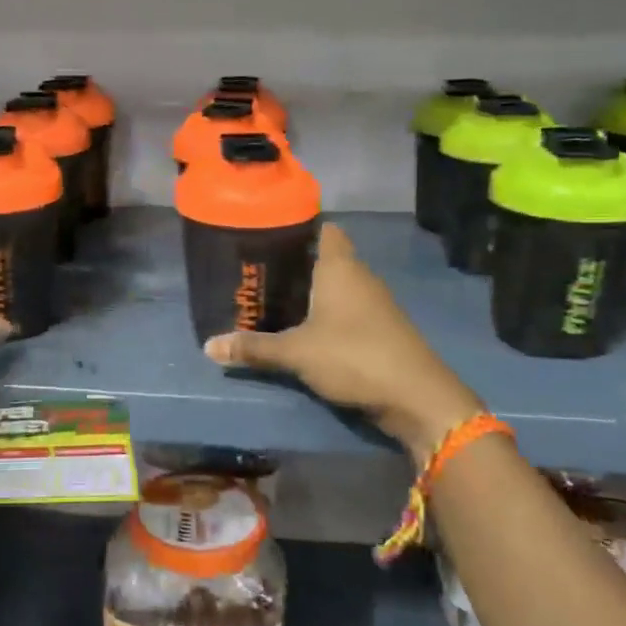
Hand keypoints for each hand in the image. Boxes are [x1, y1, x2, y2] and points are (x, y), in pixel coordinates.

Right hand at [204, 224, 481, 460]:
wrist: (416, 397)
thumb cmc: (354, 356)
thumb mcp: (297, 353)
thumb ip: (254, 348)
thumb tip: (208, 347)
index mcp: (340, 267)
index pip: (324, 229)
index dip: (299, 227)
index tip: (268, 234)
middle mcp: (359, 277)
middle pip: (326, 258)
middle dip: (295, 264)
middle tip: (257, 271)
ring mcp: (374, 304)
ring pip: (336, 287)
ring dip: (310, 293)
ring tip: (272, 299)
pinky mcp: (380, 329)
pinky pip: (346, 310)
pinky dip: (325, 314)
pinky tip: (303, 328)